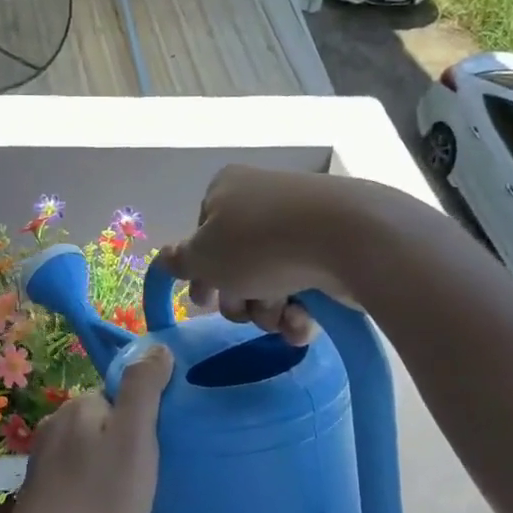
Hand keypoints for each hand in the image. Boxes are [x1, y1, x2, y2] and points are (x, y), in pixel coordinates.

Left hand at [0, 345, 173, 512]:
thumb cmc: (100, 500)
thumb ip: (143, 390)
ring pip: (91, 450)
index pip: (121, 395)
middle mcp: (56, 424)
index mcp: (79, 406)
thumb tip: (157, 348)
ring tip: (129, 500)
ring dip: (111, 467)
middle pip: (106, 421)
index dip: (144, 418)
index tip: (158, 449)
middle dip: (127, 442)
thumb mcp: (134, 440)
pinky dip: (94, 487)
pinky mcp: (41, 490)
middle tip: (147, 478)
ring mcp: (44, 458)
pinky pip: (78, 475)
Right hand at [157, 166, 362, 344]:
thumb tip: (165, 258)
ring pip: (270, 280)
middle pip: (236, 263)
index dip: (201, 273)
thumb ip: (179, 261)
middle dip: (239, 298)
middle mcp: (263, 199)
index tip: (204, 301)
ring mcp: (302, 222)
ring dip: (269, 310)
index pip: (202, 236)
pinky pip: (305, 283)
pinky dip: (301, 309)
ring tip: (282, 317)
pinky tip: (304, 322)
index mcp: (226, 190)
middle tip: (245, 310)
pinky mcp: (335, 246)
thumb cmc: (259, 243)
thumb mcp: (203, 256)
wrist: (348, 238)